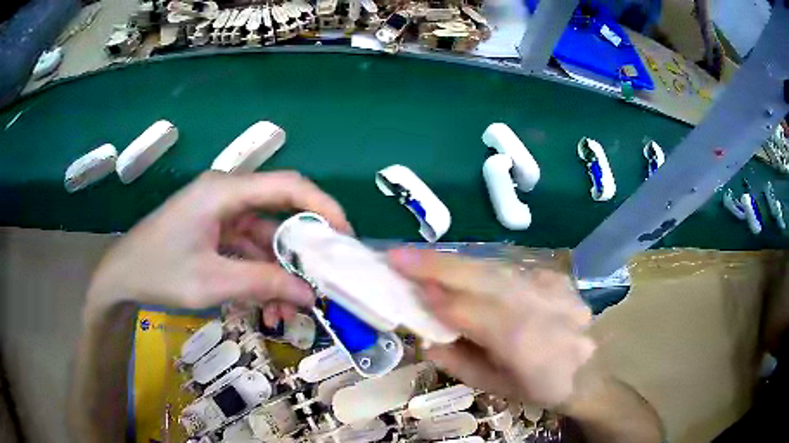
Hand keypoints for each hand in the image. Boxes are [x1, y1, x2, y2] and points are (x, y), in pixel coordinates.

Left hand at [87, 171, 351, 323]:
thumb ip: (263, 284)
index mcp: (224, 191)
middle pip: (277, 216)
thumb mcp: (212, 281)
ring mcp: (219, 215)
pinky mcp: (213, 233)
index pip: (287, 186)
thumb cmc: (159, 270)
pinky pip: (245, 252)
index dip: (321, 206)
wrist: (120, 277)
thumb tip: (310, 295)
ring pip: (263, 241)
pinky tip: (264, 308)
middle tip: (322, 281)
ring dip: (277, 275)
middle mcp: (226, 196)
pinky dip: (258, 277)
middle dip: (300, 253)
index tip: (345, 236)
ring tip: (287, 314)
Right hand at [389, 249, 594, 406]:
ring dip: (456, 263)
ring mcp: (553, 287)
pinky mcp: (556, 277)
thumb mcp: (493, 385)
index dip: (436, 298)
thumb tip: (423, 334)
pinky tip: (464, 274)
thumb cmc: (538, 388)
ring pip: (496, 268)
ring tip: (423, 260)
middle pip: (483, 278)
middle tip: (399, 255)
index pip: (471, 312)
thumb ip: (456, 359)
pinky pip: (511, 269)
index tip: (402, 282)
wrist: (588, 371)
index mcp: (524, 344)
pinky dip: (482, 269)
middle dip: (437, 264)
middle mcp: (541, 307)